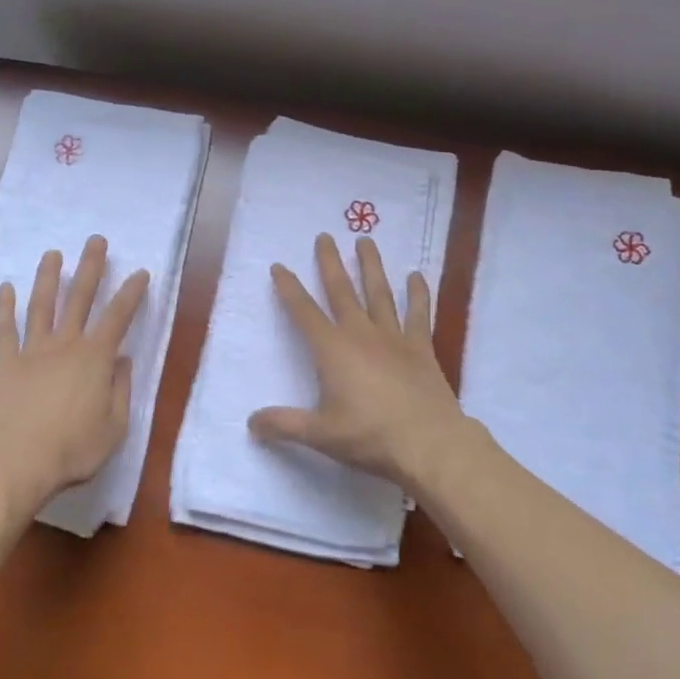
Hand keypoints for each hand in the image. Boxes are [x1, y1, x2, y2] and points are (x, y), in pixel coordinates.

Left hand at [0, 235, 150, 515]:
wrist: (15, 462)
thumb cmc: (72, 449)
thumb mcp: (114, 427)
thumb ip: (120, 389)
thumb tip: (121, 360)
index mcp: (95, 358)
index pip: (119, 317)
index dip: (131, 293)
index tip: (140, 272)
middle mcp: (65, 345)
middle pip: (80, 298)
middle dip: (90, 267)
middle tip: (95, 241)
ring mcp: (32, 351)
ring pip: (42, 305)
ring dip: (48, 277)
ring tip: (52, 254)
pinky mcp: (4, 363)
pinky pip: (4, 329)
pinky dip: (4, 307)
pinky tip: (5, 288)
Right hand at [250, 233, 478, 489]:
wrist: (429, 443)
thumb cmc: (369, 436)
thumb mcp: (319, 434)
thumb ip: (283, 424)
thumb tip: (251, 422)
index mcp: (332, 350)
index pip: (303, 312)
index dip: (289, 288)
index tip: (279, 266)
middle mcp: (361, 334)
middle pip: (341, 291)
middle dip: (330, 262)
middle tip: (324, 236)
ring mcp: (394, 338)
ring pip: (379, 293)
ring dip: (371, 266)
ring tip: (366, 240)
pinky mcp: (421, 348)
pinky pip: (418, 314)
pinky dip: (417, 294)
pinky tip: (415, 276)